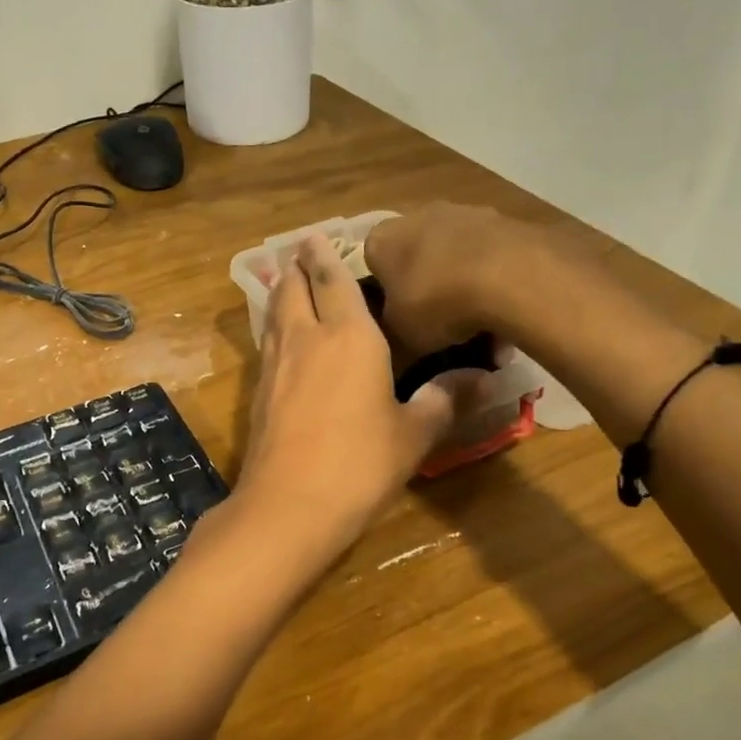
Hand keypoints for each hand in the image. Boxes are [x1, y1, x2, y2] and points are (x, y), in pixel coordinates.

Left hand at [232, 234, 471, 570]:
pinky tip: (281, 338)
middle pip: (293, 287)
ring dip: (281, 292)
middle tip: (302, 251)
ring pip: (274, 313)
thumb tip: (482, 378)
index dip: (324, 253)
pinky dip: (274, 326)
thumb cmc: (360, 464)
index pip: (332, 279)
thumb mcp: (414, 434)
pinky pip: (267, 342)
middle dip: (297, 265)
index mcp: (349, 336)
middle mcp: (306, 337)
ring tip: (288, 282)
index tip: (316, 235)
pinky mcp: (258, 391)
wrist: (289, 504)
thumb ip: (444, 400)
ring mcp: (275, 364)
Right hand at [364, 203, 528, 355]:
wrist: (508, 276)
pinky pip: (489, 254)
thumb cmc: (435, 302)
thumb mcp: (398, 331)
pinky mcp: (503, 219)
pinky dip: (492, 277)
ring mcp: (464, 212)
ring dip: (460, 278)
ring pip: (454, 251)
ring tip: (476, 318)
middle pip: (416, 251)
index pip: (372, 260)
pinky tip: (504, 306)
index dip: (385, 288)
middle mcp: (417, 215)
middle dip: (425, 280)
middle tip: (436, 316)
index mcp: (381, 239)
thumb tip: (399, 320)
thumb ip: (392, 321)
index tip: (398, 311)